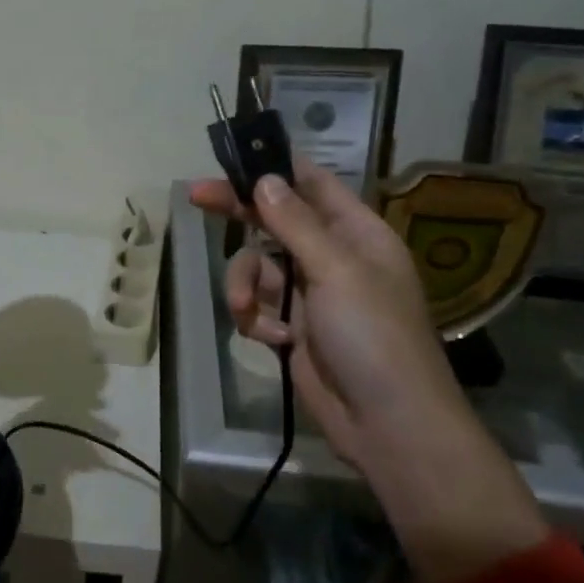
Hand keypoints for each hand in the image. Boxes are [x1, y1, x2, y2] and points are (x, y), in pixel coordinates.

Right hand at [189, 160, 463, 464]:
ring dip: (244, 286)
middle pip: (275, 221)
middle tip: (196, 197)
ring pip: (257, 267)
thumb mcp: (336, 271)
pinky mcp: (293, 328)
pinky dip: (256, 320)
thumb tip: (264, 179)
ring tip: (246, 312)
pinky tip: (272, 340)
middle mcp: (332, 257)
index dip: (275, 168)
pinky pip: (257, 306)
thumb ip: (295, 224)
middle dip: (239, 214)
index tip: (234, 158)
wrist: (386, 424)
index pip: (312, 184)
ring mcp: (311, 294)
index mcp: (356, 233)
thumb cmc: (372, 336)